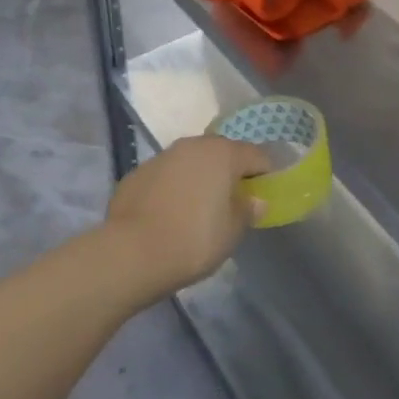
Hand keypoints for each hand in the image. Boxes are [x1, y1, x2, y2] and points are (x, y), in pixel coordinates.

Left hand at [105, 135, 271, 301]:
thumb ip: (247, 211)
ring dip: (200, 177)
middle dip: (231, 171)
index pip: (256, 155)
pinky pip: (167, 175)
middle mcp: (194, 145)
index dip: (266, 172)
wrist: (130, 252)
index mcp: (223, 153)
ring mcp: (163, 156)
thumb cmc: (193, 240)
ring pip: (191, 161)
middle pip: (222, 152)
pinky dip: (174, 187)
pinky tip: (170, 213)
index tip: (267, 191)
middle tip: (233, 200)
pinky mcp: (138, 172)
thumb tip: (256, 200)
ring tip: (200, 207)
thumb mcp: (232, 232)